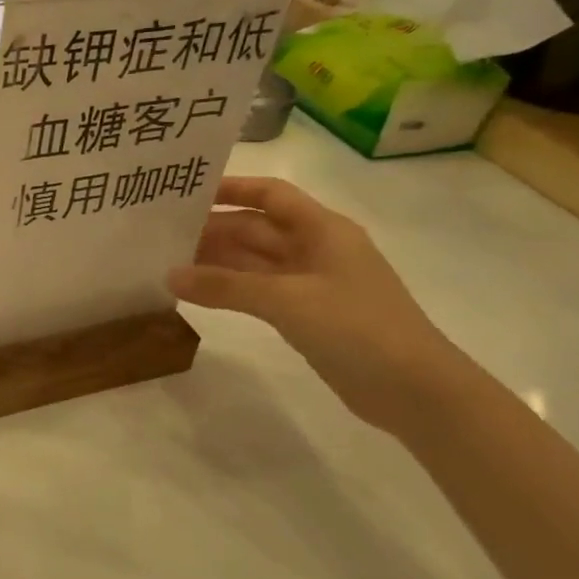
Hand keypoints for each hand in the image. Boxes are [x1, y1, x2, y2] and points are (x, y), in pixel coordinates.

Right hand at [168, 177, 462, 431]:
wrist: (416, 391)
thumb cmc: (357, 328)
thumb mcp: (287, 300)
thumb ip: (225, 286)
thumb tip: (169, 275)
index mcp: (323, 230)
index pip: (271, 194)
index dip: (232, 188)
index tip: (187, 193)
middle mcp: (317, 249)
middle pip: (256, 229)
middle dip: (213, 229)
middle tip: (162, 235)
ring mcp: (312, 284)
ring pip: (254, 262)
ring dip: (216, 262)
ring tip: (168, 262)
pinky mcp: (308, 315)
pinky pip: (259, 292)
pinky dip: (230, 290)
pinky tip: (199, 295)